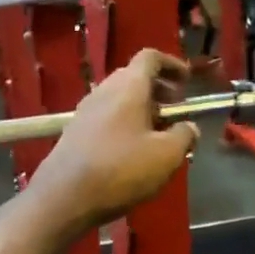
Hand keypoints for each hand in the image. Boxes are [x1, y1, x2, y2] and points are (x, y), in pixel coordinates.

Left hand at [25, 48, 199, 234]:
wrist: (64, 196)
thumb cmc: (121, 169)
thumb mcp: (166, 155)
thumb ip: (184, 136)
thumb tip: (190, 128)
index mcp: (129, 86)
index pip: (150, 57)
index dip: (172, 64)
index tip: (187, 82)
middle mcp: (104, 90)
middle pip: (134, 77)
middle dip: (159, 90)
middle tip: (176, 111)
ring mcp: (85, 111)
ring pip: (119, 99)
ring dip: (142, 110)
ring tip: (158, 136)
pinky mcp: (75, 133)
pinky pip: (106, 118)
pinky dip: (125, 124)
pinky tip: (133, 151)